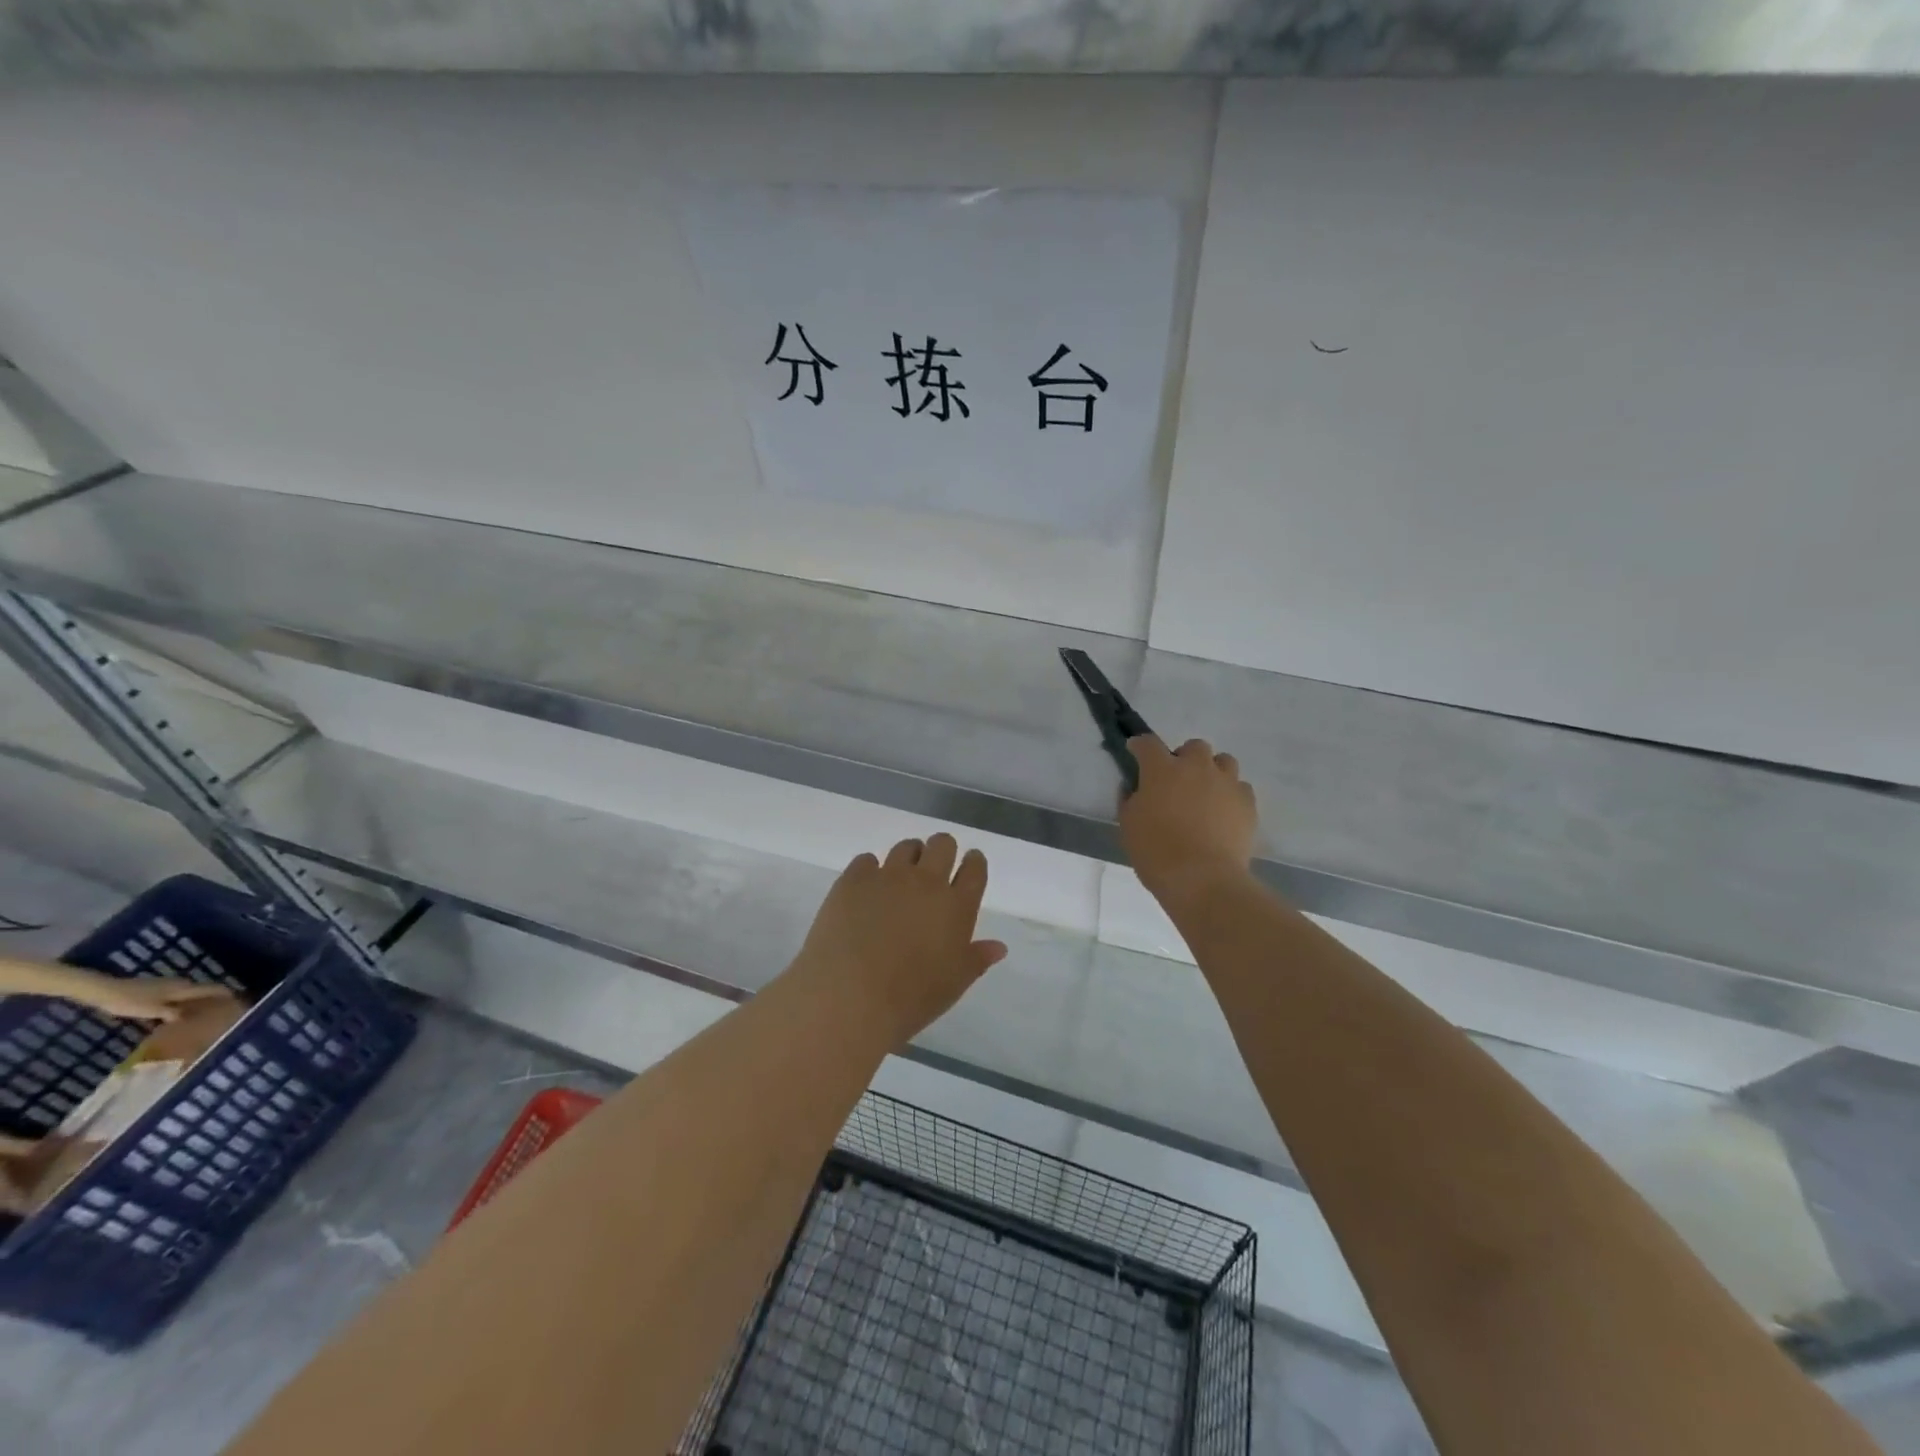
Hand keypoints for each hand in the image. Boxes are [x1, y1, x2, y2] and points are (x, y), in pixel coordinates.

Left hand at [70, 972, 235, 1023]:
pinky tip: (176, 1011)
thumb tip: (194, 1019)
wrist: (106, 991)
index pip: (212, 989)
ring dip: (197, 1000)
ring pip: (190, 992)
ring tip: (200, 1012)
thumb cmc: (131, 1001)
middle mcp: (181, 984)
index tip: (237, 1000)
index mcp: (183, 989)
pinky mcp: (157, 988)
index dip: (226, 994)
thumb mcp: (153, 1011)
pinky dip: (184, 1001)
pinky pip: (178, 994)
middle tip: (218, 1010)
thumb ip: (175, 1014)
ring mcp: (168, 984)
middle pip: (203, 990)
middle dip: (212, 998)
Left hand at [792, 834, 1007, 1048]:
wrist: (849, 997)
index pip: (974, 870)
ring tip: (900, 878)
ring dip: (909, 857)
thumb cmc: (910, 998)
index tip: (969, 864)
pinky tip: (865, 891)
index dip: (974, 863)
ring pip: (906, 847)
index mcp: (957, 906)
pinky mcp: (854, 879)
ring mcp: (888, 876)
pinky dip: (870, 871)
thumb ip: (977, 959)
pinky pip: (867, 860)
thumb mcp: (953, 984)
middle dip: (942, 850)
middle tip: (934, 868)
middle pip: (942, 845)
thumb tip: (998, 947)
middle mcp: (926, 882)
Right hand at [1120, 736, 1258, 906]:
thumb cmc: (1156, 852)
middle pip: (1194, 747)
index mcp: (1162, 770)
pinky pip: (1240, 787)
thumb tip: (1133, 787)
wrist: (1202, 879)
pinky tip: (1224, 812)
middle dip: (1184, 757)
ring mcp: (1226, 783)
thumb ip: (1128, 800)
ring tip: (1206, 792)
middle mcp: (1196, 767)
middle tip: (1177, 780)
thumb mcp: (1128, 826)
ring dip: (1213, 771)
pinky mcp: (1247, 803)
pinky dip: (1231, 794)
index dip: (1140, 746)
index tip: (1135, 751)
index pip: (1148, 744)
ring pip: (1224, 761)